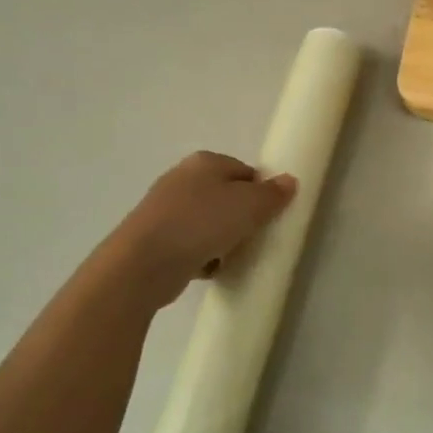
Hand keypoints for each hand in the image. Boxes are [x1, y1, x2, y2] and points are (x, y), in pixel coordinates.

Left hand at [106, 152, 296, 309]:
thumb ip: (272, 194)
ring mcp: (164, 209)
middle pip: (225, 196)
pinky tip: (210, 270)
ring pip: (207, 221)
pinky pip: (190, 244)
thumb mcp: (250, 206)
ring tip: (232, 257)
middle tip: (254, 237)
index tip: (269, 216)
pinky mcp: (154, 238)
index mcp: (205, 162)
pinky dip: (202, 255)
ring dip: (222, 239)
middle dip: (240, 217)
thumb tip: (289, 181)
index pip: (244, 171)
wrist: (144, 263)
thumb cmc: (202, 224)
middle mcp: (182, 178)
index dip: (261, 192)